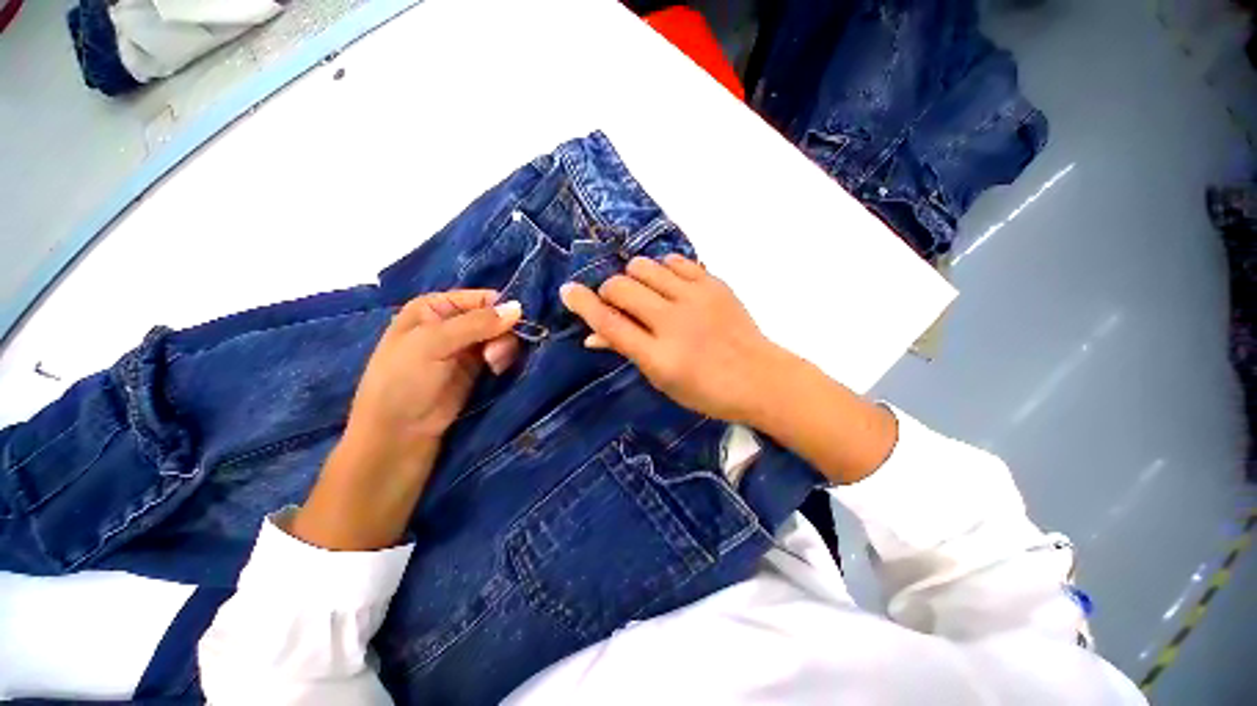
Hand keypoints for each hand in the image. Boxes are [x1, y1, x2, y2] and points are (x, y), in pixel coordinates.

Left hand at [348, 289, 522, 446]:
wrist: (400, 433)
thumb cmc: (404, 380)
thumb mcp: (433, 344)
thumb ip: (477, 323)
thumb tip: (518, 307)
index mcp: (435, 307)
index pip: (481, 298)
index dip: (500, 308)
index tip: (514, 323)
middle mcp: (452, 323)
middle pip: (495, 317)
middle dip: (502, 332)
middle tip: (494, 355)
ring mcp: (466, 347)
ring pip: (502, 336)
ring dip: (504, 348)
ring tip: (494, 365)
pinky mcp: (478, 368)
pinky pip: (501, 354)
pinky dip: (504, 359)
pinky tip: (496, 369)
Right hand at [559, 255, 786, 424]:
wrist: (759, 377)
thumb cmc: (706, 390)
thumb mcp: (662, 380)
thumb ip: (627, 351)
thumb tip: (592, 334)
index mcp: (659, 357)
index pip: (610, 323)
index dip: (583, 304)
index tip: (568, 290)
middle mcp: (674, 323)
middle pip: (621, 287)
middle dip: (609, 290)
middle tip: (616, 301)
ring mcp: (696, 299)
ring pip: (643, 266)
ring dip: (634, 277)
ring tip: (645, 293)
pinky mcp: (714, 283)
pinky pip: (674, 260)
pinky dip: (662, 269)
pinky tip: (669, 285)